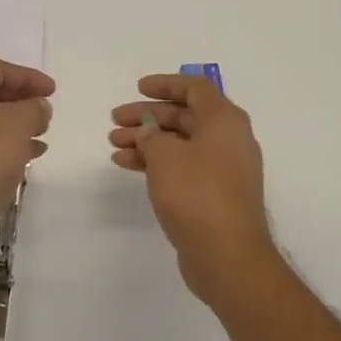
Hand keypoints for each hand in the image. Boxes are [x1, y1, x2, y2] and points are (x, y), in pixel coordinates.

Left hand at [0, 60, 53, 283]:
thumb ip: (34, 107)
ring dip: (13, 125)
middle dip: (19, 101)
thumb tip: (38, 107)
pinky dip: (0, 147)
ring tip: (42, 134)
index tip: (54, 91)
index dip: (28, 77)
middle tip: (46, 111)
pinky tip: (28, 157)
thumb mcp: (16, 125)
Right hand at [110, 74, 275, 309]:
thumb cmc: (197, 194)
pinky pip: (181, 167)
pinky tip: (126, 165)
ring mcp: (222, 169)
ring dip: (146, 140)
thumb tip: (150, 133)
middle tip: (115, 119)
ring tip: (113, 144)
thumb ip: (152, 135)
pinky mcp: (213, 194)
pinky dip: (155, 162)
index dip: (165, 84)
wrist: (228, 256)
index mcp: (224, 121)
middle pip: (183, 116)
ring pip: (179, 143)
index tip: (138, 88)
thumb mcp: (165, 155)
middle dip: (147, 116)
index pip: (195, 88)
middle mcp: (228, 140)